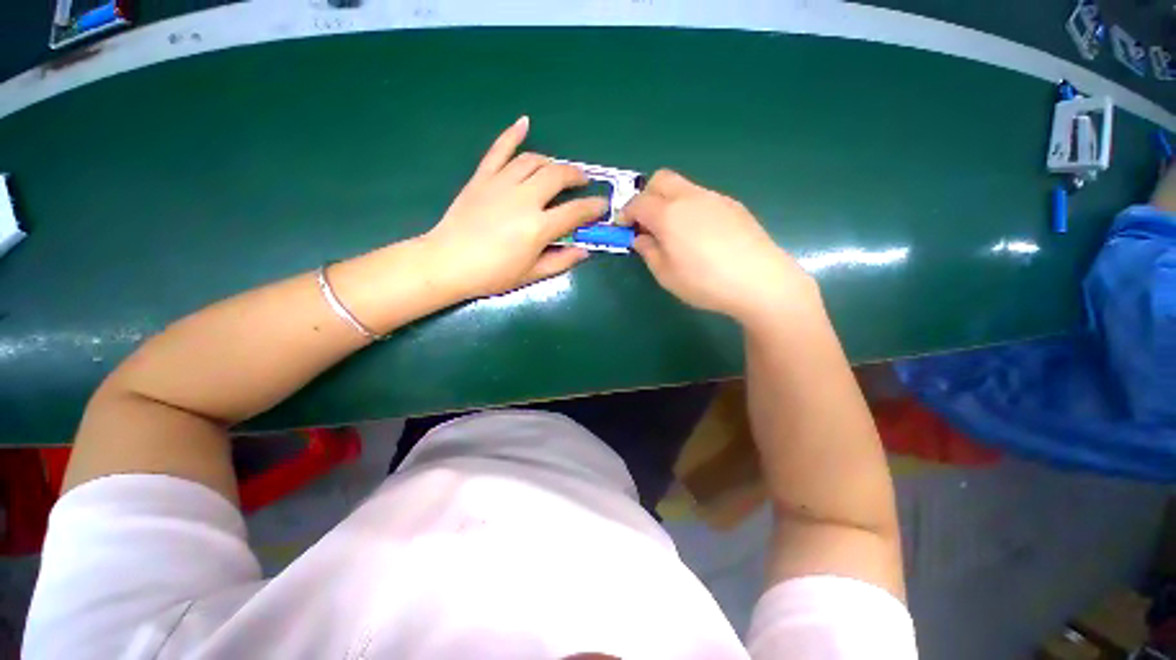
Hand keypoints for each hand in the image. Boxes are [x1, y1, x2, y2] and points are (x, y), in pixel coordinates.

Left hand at [422, 117, 606, 298]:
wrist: (448, 263)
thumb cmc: (492, 274)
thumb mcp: (532, 274)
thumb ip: (561, 261)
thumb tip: (584, 251)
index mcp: (538, 227)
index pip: (576, 212)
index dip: (593, 208)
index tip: (602, 206)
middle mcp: (524, 199)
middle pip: (558, 176)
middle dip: (576, 176)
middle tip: (583, 182)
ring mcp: (501, 184)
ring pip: (533, 161)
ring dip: (552, 162)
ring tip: (558, 169)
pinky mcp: (482, 177)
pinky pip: (499, 150)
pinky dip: (512, 134)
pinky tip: (524, 122)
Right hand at [620, 170, 817, 324]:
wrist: (760, 281)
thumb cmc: (705, 282)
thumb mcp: (666, 275)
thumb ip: (648, 251)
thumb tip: (641, 237)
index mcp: (668, 214)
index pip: (638, 202)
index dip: (626, 214)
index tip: (623, 228)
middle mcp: (690, 197)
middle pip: (660, 179)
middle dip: (646, 196)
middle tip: (646, 222)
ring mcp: (714, 198)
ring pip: (683, 186)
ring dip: (669, 201)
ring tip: (674, 231)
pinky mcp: (733, 205)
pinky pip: (702, 197)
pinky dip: (690, 207)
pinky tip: (700, 234)